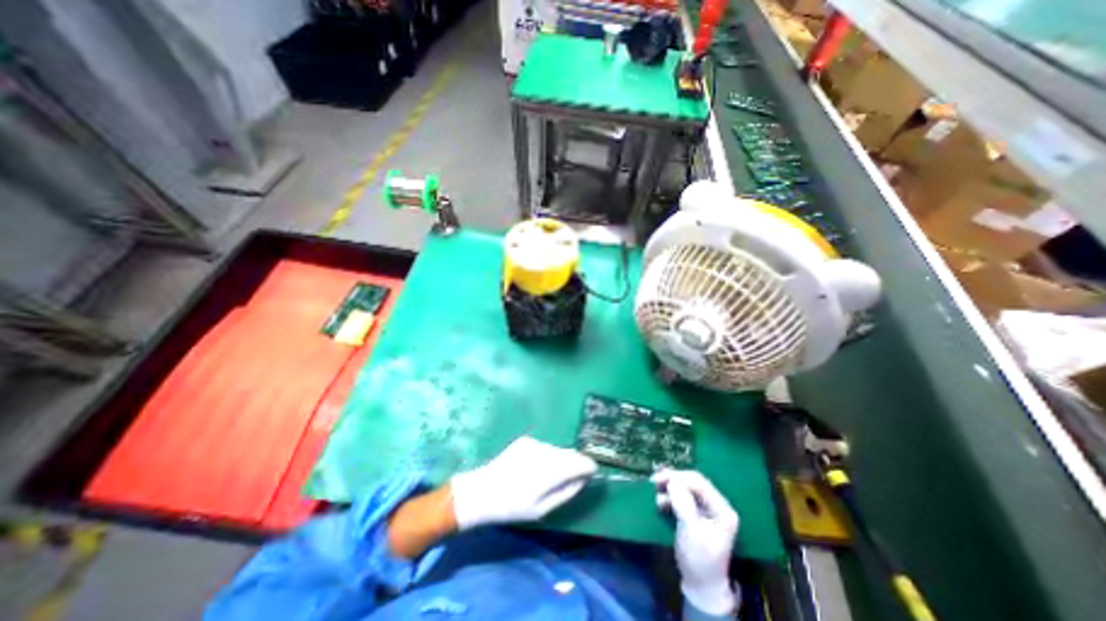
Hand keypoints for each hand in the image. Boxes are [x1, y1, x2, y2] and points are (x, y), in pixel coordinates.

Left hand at [448, 437, 595, 527]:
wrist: (482, 491)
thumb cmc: (512, 507)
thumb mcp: (542, 509)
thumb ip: (567, 492)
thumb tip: (585, 479)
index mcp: (549, 471)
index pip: (581, 461)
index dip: (589, 467)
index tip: (590, 474)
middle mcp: (544, 451)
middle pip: (570, 454)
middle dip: (575, 464)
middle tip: (569, 480)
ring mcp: (534, 443)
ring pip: (558, 450)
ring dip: (561, 460)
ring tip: (548, 477)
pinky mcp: (526, 440)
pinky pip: (546, 447)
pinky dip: (548, 456)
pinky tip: (535, 468)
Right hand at [650, 470, 737, 614]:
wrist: (700, 585)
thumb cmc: (699, 559)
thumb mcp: (691, 531)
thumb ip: (683, 504)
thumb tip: (672, 479)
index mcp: (722, 509)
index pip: (700, 484)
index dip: (680, 478)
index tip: (660, 478)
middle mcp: (716, 505)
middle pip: (693, 483)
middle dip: (673, 480)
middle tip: (654, 480)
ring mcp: (706, 508)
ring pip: (686, 488)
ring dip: (670, 488)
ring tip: (655, 491)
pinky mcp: (695, 512)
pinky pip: (682, 497)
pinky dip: (670, 496)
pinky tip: (660, 502)